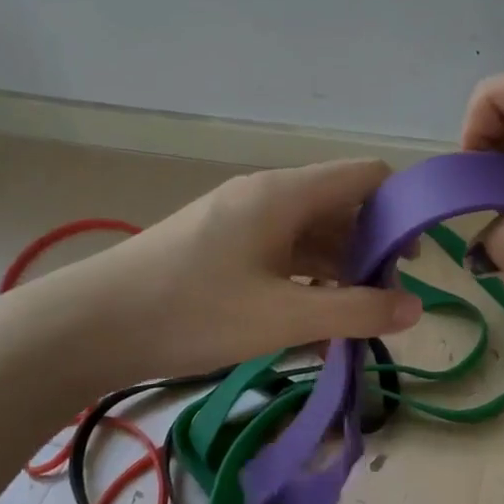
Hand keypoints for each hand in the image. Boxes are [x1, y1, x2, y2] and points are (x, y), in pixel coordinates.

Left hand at [6, 160, 422, 386]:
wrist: (88, 327)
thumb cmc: (193, 312)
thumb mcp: (283, 317)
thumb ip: (356, 311)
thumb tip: (415, 308)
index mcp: (286, 194)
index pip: (367, 176)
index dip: (401, 208)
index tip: (415, 259)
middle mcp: (267, 195)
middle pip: (342, 205)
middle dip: (372, 247)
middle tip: (386, 299)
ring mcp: (240, 218)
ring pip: (311, 231)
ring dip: (340, 267)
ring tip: (354, 316)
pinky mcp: (221, 244)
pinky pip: (282, 250)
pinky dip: (307, 277)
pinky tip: (311, 316)